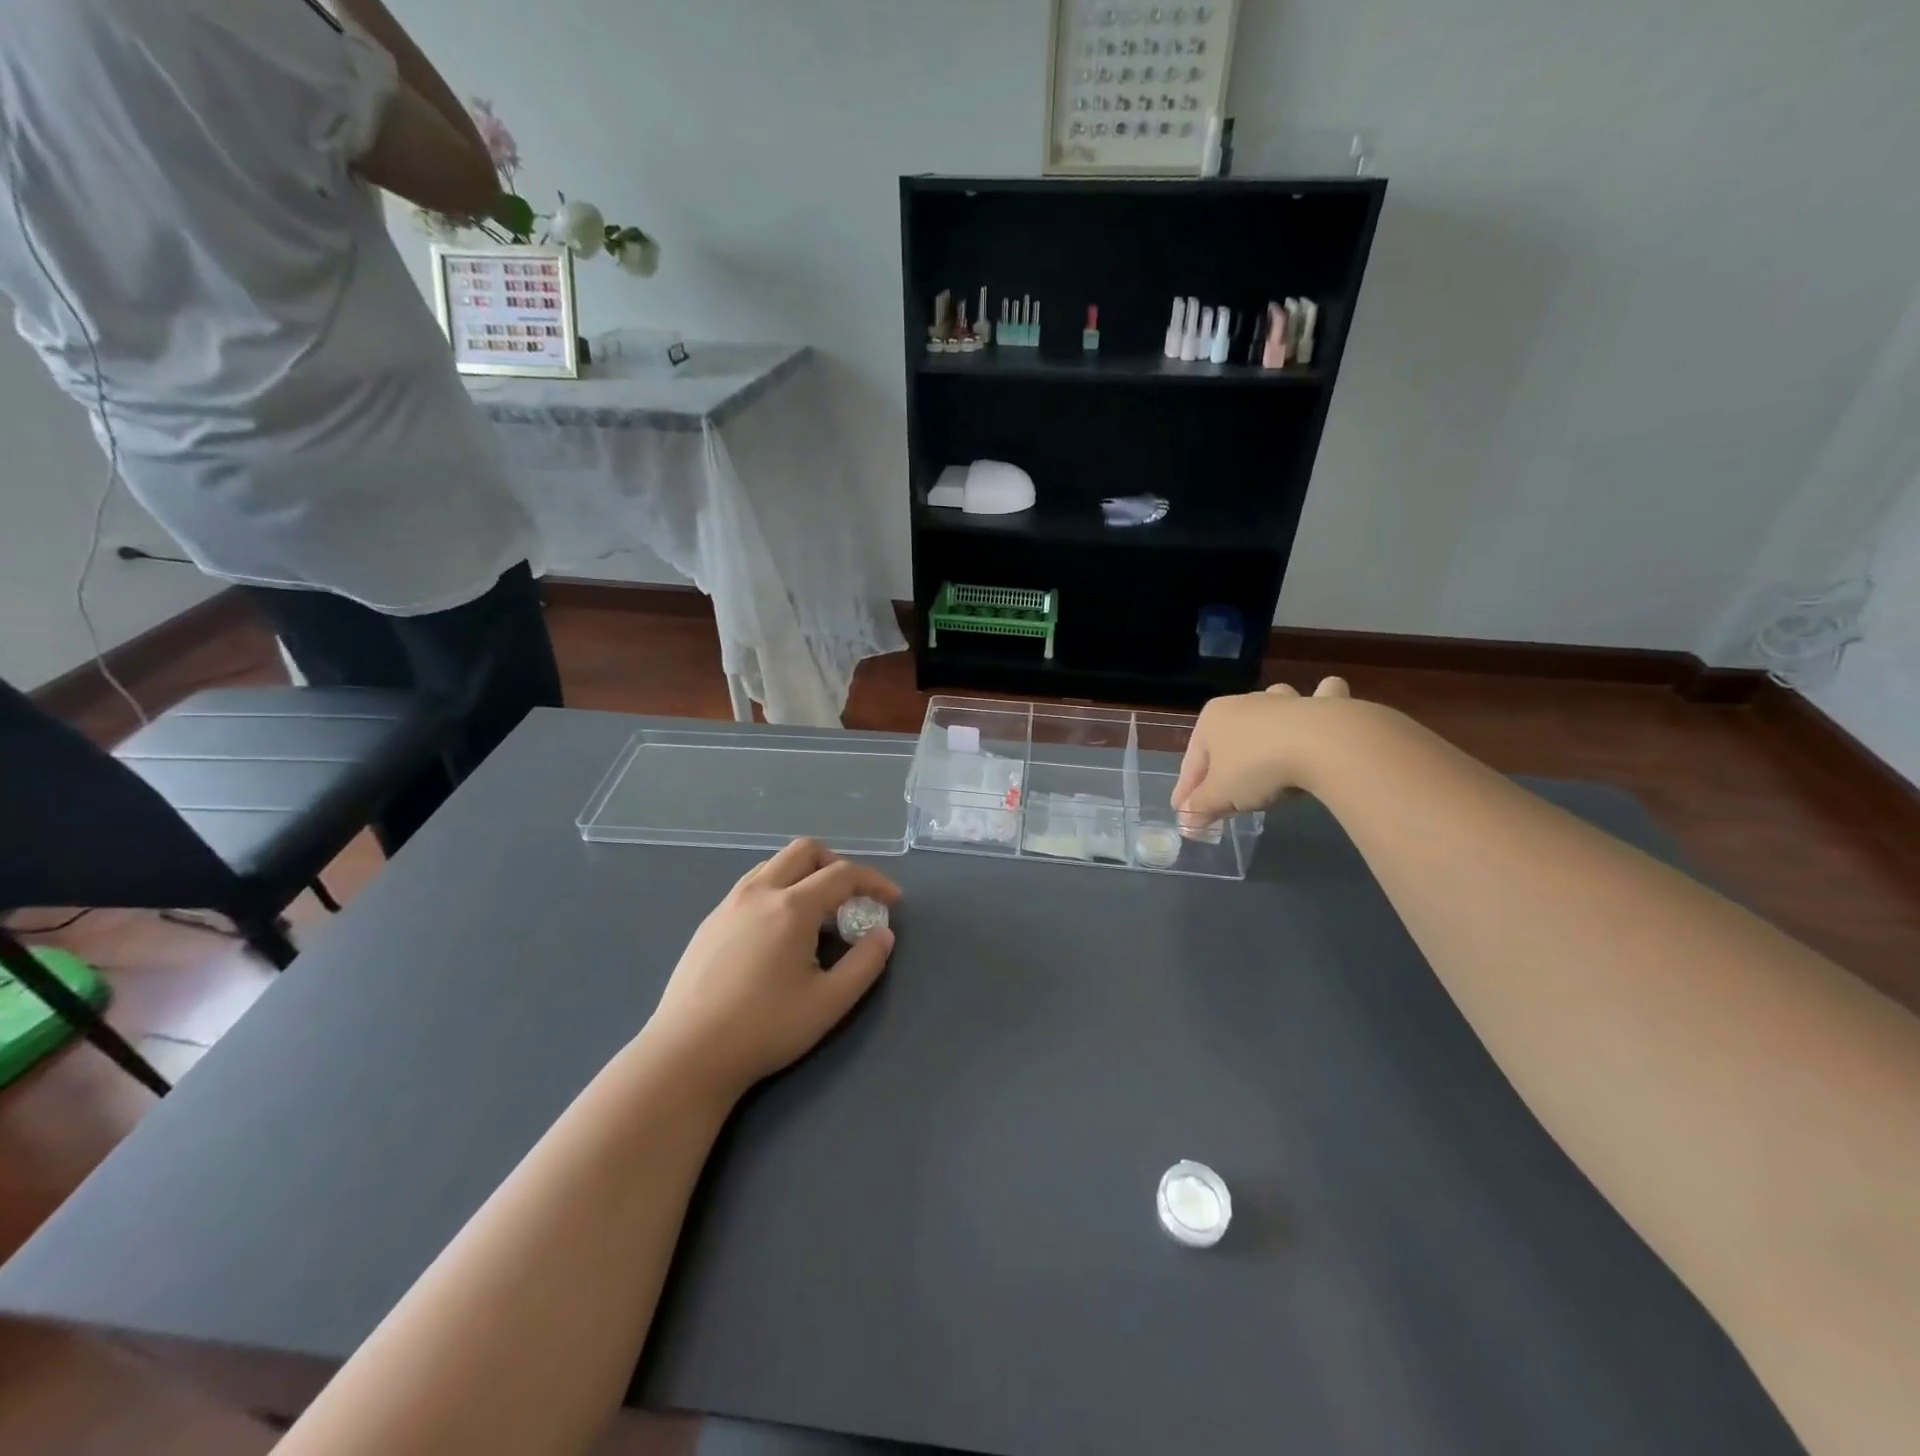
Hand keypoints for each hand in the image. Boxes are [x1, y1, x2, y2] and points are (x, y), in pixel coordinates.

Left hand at [646, 839, 900, 1100]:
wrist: (687, 1054)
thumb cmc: (764, 1028)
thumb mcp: (829, 1002)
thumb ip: (865, 963)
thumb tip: (883, 934)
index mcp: (792, 907)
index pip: (843, 874)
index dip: (874, 882)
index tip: (892, 902)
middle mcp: (760, 892)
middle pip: (805, 851)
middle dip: (837, 865)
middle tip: (853, 899)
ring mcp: (729, 904)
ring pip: (775, 864)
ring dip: (805, 874)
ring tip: (818, 915)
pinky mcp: (710, 921)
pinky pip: (753, 885)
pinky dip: (779, 889)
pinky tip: (779, 931)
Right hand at [1172, 677, 1353, 824]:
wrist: (1322, 745)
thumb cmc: (1257, 767)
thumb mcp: (1221, 796)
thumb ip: (1200, 808)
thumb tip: (1186, 821)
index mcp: (1211, 719)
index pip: (1192, 763)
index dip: (1186, 792)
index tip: (1185, 815)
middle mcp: (1244, 703)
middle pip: (1226, 741)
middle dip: (1222, 766)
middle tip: (1224, 797)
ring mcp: (1284, 701)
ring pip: (1269, 709)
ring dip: (1266, 723)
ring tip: (1267, 745)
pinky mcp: (1324, 704)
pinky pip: (1322, 697)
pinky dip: (1321, 700)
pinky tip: (1320, 710)